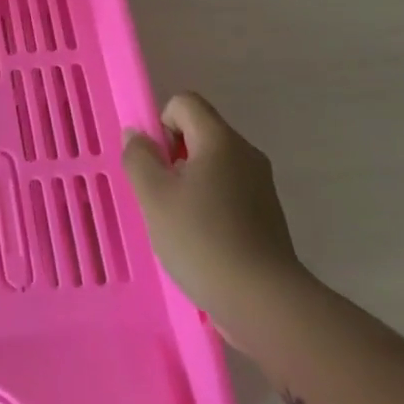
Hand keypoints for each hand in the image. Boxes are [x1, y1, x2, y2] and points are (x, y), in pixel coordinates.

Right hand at [122, 92, 312, 346]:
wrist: (264, 301)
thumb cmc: (201, 239)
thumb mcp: (153, 195)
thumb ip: (139, 157)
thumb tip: (137, 135)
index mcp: (220, 140)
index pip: (184, 102)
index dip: (161, 124)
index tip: (155, 164)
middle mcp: (245, 154)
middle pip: (199, 133)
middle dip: (172, 157)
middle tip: (160, 196)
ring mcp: (260, 185)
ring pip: (212, 165)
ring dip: (188, 184)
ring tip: (177, 223)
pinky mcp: (266, 214)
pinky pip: (227, 192)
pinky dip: (209, 206)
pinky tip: (201, 241)